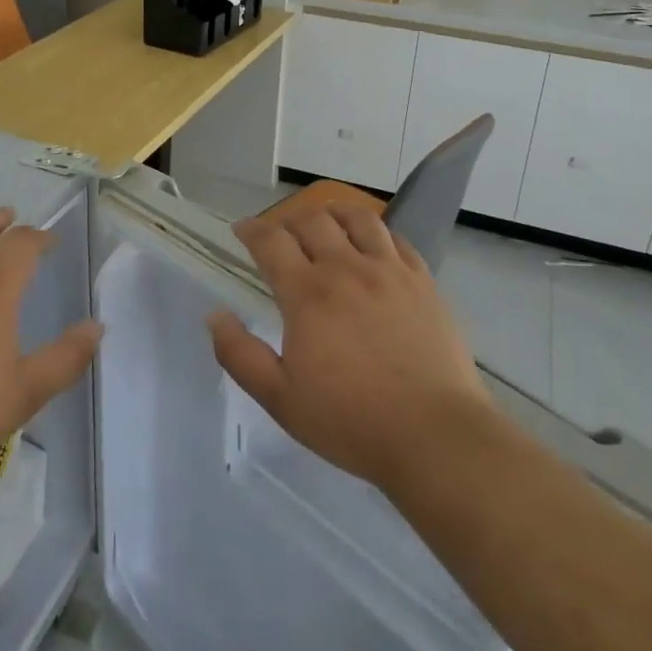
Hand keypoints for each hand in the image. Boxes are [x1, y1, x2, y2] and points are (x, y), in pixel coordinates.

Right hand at [209, 203, 491, 494]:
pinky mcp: (423, 283)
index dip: (251, 229)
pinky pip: (396, 239)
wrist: (435, 436)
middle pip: (313, 220)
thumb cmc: (351, 421)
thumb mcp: (280, 399)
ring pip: (358, 218)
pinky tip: (373, 246)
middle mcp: (347, 269)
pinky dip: (376, 233)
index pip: (271, 241)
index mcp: (308, 294)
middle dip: (289, 220)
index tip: (242, 230)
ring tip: (326, 225)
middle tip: (281, 235)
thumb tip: (215, 316)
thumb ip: (239, 354)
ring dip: (334, 214)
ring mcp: (390, 272)